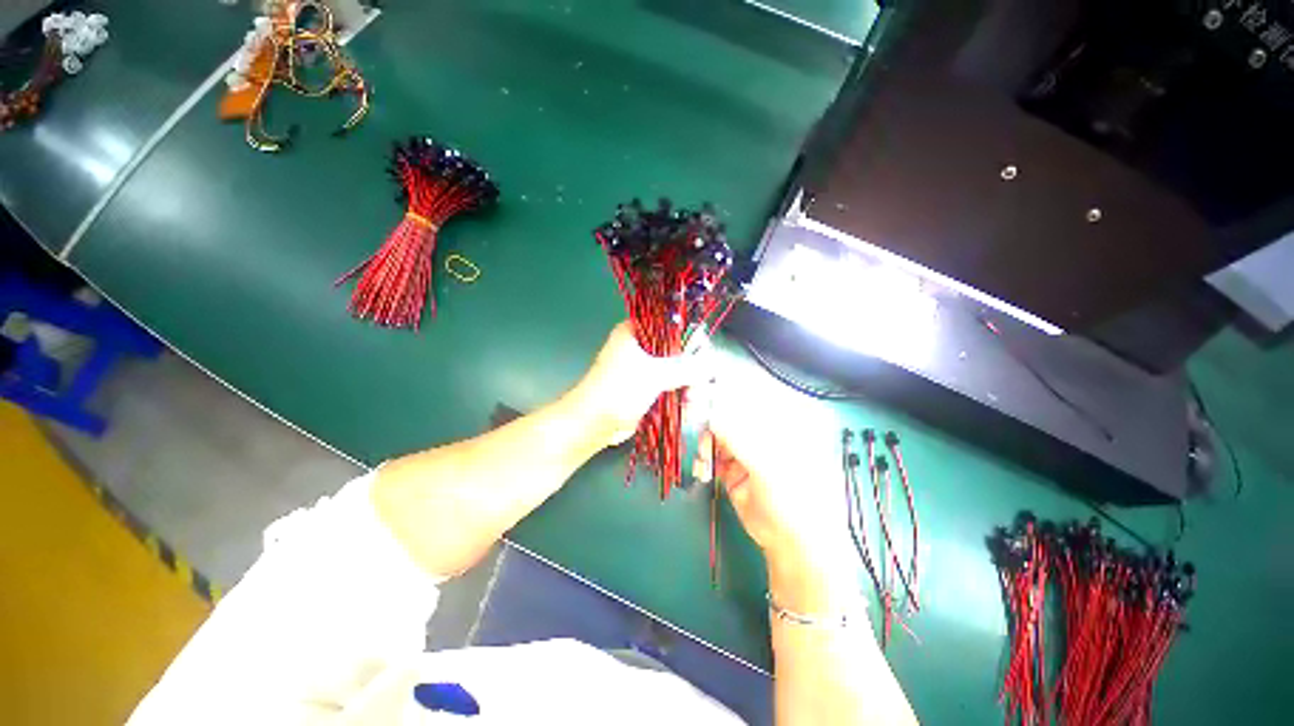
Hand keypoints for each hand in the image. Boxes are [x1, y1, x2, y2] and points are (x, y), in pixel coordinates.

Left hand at [567, 321, 706, 447]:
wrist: (593, 423)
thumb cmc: (617, 390)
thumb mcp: (653, 374)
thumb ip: (685, 367)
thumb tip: (712, 363)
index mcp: (637, 331)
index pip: (672, 325)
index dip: (691, 339)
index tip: (704, 357)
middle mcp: (642, 346)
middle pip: (679, 351)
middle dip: (692, 370)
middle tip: (699, 386)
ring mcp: (645, 368)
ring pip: (677, 371)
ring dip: (689, 386)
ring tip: (693, 402)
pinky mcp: (647, 388)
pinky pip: (671, 387)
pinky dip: (681, 396)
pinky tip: (689, 408)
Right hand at [691, 363, 851, 612]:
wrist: (794, 544)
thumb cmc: (794, 497)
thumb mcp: (765, 462)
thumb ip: (734, 433)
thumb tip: (706, 408)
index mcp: (780, 419)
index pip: (748, 392)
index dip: (723, 388)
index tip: (699, 388)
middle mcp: (762, 429)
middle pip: (728, 410)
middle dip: (708, 414)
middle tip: (689, 416)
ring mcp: (747, 447)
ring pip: (716, 431)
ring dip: (703, 441)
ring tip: (703, 459)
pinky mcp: (733, 466)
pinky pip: (710, 453)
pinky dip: (702, 458)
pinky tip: (703, 470)